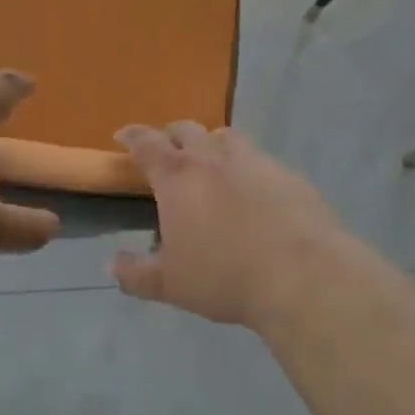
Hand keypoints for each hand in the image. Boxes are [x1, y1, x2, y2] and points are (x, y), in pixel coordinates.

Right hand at [109, 122, 349, 330]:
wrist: (302, 276)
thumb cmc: (225, 277)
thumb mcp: (171, 285)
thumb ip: (136, 274)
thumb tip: (112, 264)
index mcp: (177, 176)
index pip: (146, 142)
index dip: (131, 136)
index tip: (122, 136)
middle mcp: (212, 157)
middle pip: (185, 129)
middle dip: (170, 136)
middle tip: (166, 151)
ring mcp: (254, 161)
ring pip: (225, 136)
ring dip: (210, 144)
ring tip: (209, 163)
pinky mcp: (287, 174)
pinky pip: (259, 159)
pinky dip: (247, 167)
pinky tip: (253, 191)